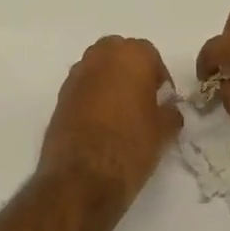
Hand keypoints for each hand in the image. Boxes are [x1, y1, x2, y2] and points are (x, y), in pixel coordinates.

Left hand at [38, 36, 181, 206]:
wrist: (82, 177)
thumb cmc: (131, 146)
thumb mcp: (163, 131)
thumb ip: (170, 113)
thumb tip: (168, 110)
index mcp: (130, 56)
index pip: (150, 54)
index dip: (159, 78)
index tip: (164, 100)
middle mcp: (99, 57)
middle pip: (119, 54)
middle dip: (131, 71)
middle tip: (142, 101)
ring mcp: (75, 77)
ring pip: (97, 69)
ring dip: (109, 83)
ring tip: (121, 114)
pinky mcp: (59, 98)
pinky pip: (82, 89)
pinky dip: (92, 98)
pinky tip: (101, 125)